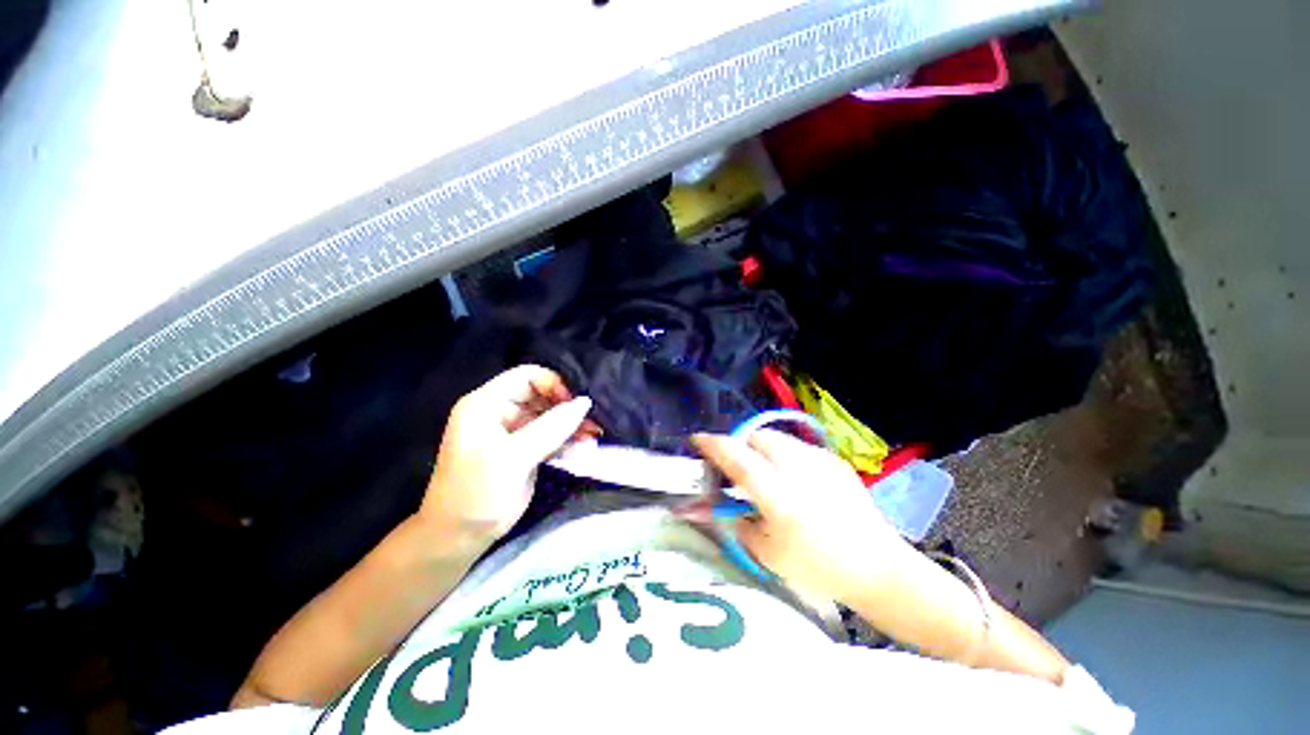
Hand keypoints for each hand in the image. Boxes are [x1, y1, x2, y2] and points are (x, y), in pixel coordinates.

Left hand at [421, 365, 598, 548]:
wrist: (459, 538)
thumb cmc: (476, 492)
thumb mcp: (512, 457)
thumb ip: (550, 427)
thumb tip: (585, 402)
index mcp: (486, 404)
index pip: (527, 376)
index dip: (554, 384)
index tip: (576, 404)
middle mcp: (500, 412)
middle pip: (542, 395)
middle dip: (568, 407)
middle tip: (593, 422)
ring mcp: (514, 432)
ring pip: (551, 417)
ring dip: (573, 425)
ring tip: (594, 437)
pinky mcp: (525, 450)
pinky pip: (552, 436)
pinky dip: (568, 441)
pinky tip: (585, 449)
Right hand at [691, 430, 907, 603]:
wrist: (877, 566)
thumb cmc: (817, 568)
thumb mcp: (766, 553)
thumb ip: (732, 521)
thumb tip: (702, 504)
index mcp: (780, 497)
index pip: (737, 458)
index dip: (712, 445)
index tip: (696, 440)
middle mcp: (799, 470)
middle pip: (756, 438)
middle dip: (739, 446)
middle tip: (735, 467)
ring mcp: (820, 460)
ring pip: (776, 438)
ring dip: (760, 449)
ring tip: (764, 473)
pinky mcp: (833, 459)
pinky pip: (796, 446)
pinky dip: (783, 456)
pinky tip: (793, 481)